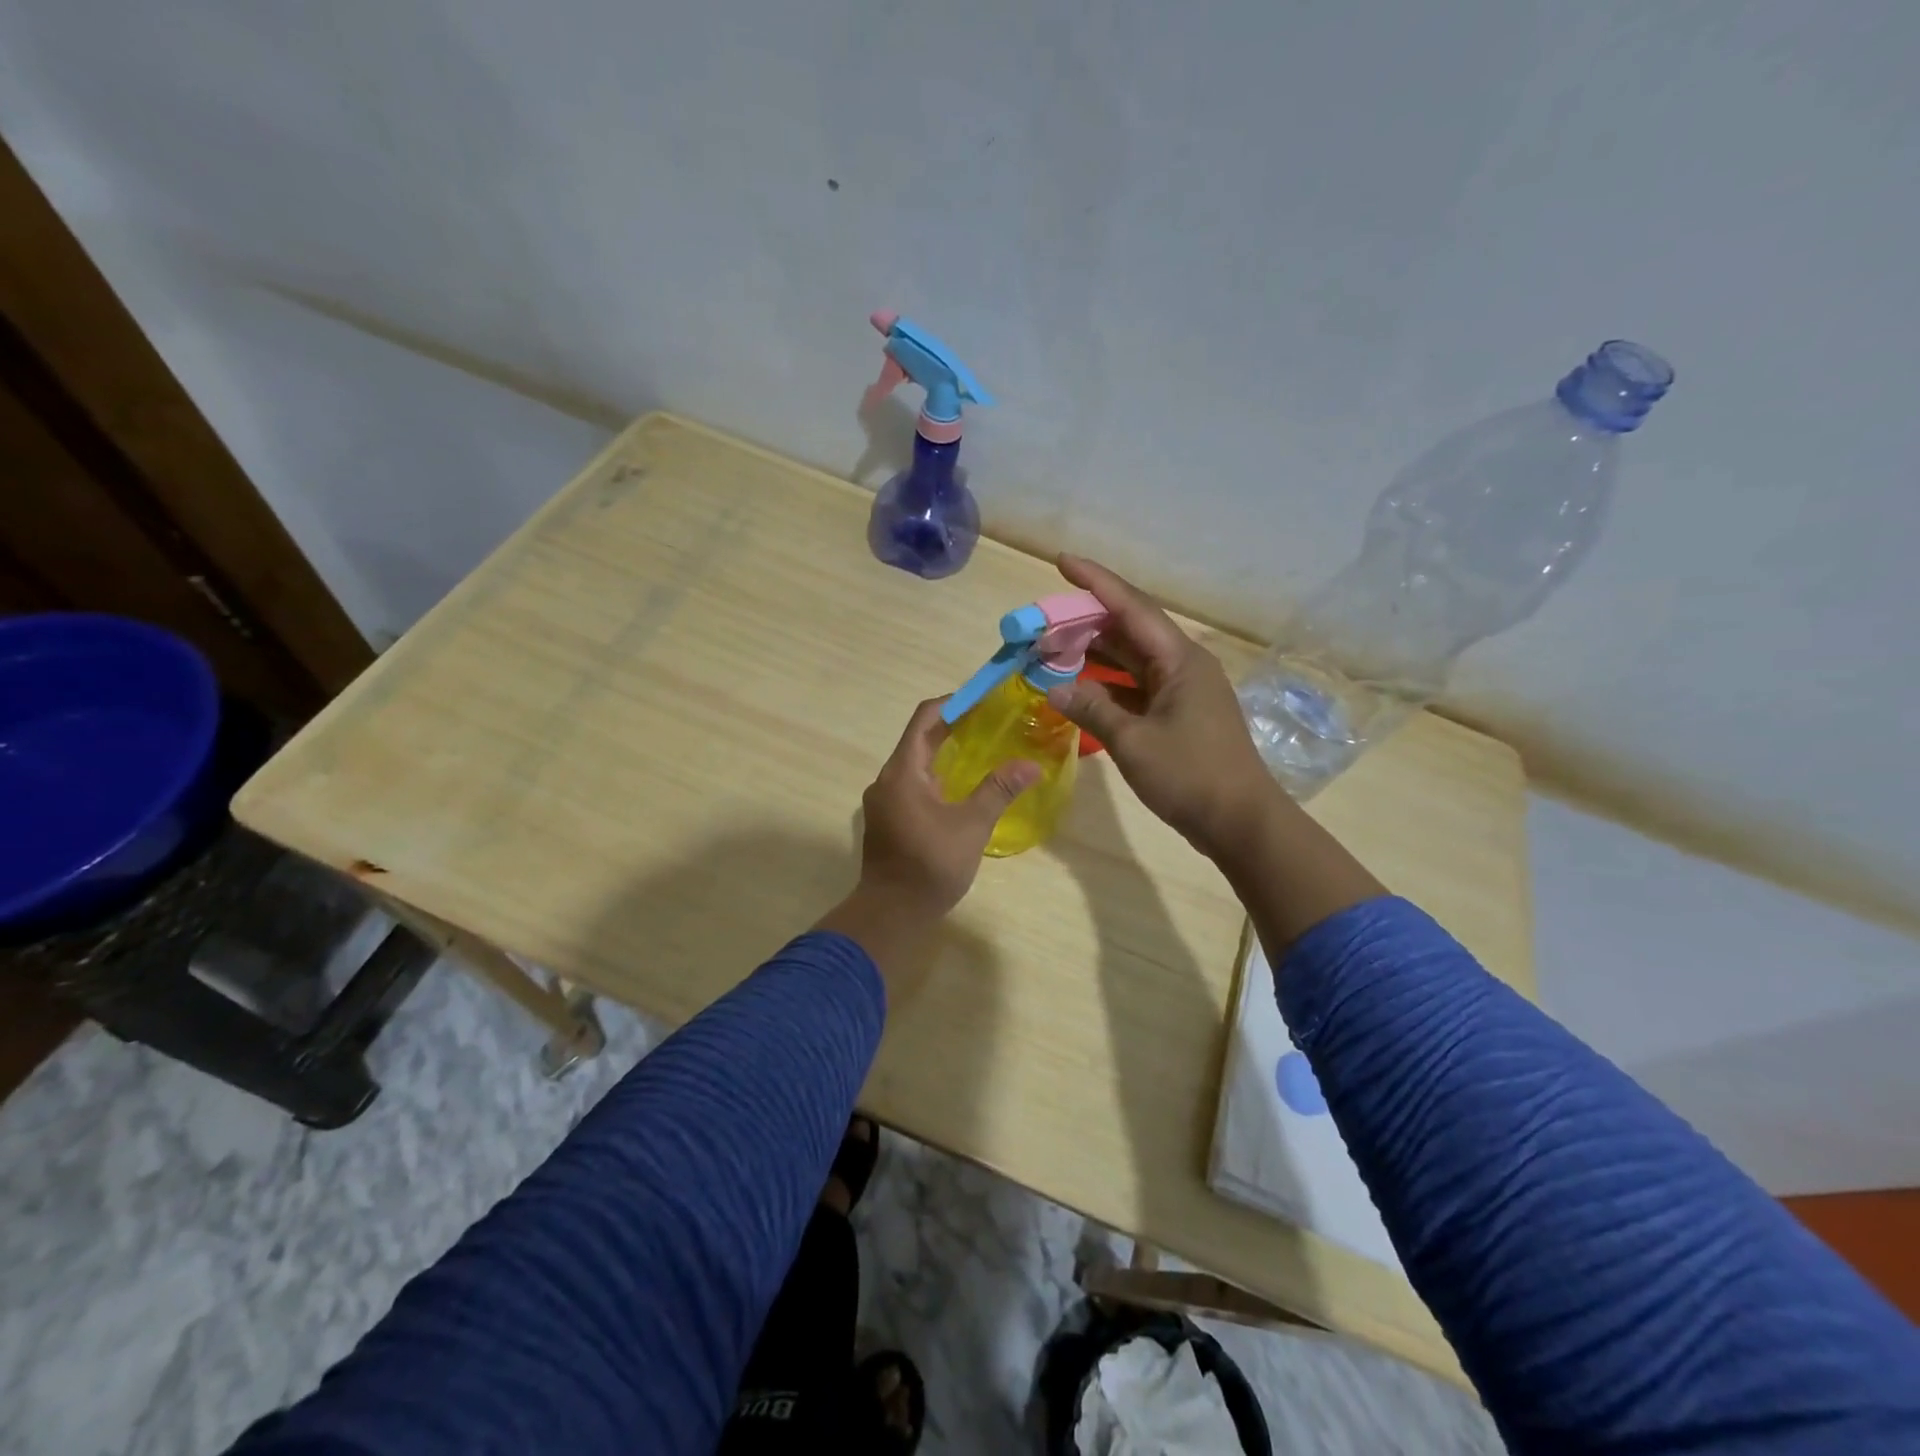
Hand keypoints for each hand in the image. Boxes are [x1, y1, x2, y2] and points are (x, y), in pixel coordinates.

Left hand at [817, 699, 1038, 958]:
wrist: (892, 913)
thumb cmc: (930, 864)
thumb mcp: (971, 825)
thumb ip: (998, 790)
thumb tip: (1030, 765)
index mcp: (902, 771)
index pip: (925, 719)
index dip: (953, 703)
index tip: (983, 698)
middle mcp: (887, 779)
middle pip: (919, 739)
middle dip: (953, 727)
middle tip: (990, 722)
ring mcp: (884, 800)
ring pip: (915, 764)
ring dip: (944, 752)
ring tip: (980, 749)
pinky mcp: (888, 819)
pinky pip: (912, 784)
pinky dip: (935, 775)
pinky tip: (960, 786)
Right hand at [1045, 554, 1278, 858]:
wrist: (1240, 822)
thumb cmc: (1190, 776)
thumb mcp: (1133, 742)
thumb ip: (1091, 709)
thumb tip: (1052, 689)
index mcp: (1180, 659)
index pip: (1131, 607)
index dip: (1095, 582)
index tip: (1062, 561)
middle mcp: (1183, 665)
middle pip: (1130, 630)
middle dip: (1086, 622)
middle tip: (1044, 620)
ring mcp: (1183, 691)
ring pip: (1132, 660)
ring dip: (1095, 654)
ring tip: (1053, 649)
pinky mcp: (1179, 715)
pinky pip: (1137, 686)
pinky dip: (1107, 684)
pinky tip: (1079, 688)